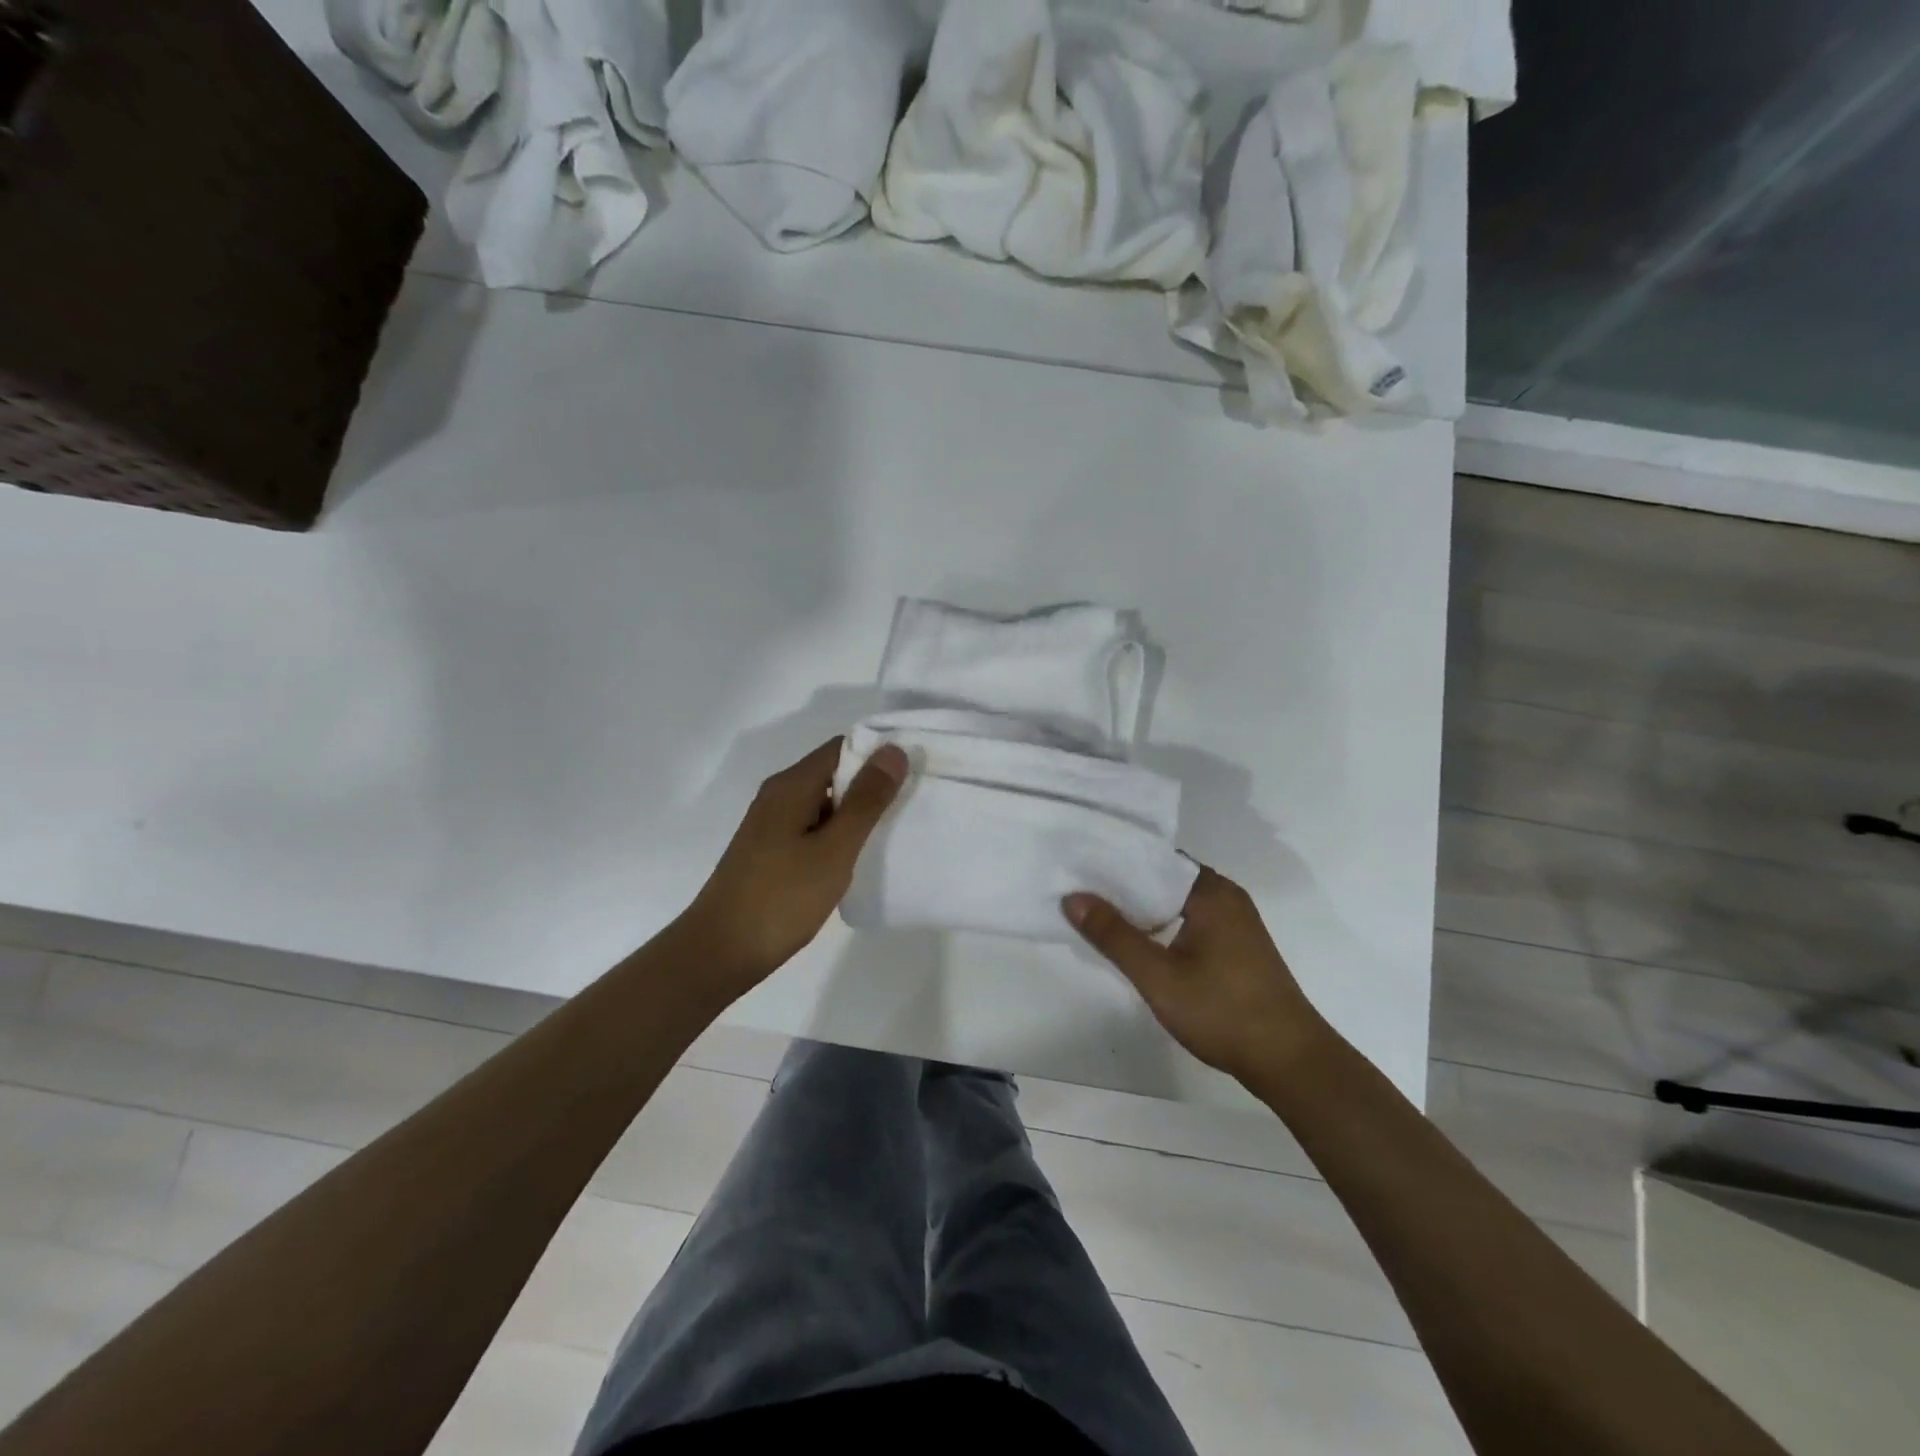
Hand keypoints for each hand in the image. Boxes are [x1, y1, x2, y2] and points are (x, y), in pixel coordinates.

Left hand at [680, 738, 906, 994]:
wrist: (719, 953)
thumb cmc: (781, 898)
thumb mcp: (834, 849)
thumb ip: (866, 800)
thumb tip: (893, 750)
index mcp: (791, 786)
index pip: (842, 748)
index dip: (878, 756)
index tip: (913, 775)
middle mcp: (778, 796)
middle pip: (833, 773)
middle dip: (871, 786)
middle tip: (911, 807)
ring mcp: (771, 825)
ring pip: (824, 804)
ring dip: (855, 814)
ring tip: (892, 834)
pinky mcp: (770, 852)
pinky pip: (812, 828)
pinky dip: (837, 836)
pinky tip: (856, 860)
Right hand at [1065, 867, 1325, 1085]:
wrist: (1290, 1062)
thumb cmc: (1222, 1010)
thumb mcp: (1158, 975)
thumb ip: (1114, 935)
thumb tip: (1072, 898)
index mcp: (1211, 891)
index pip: (1156, 858)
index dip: (1117, 861)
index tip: (1080, 864)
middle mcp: (1226, 897)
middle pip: (1165, 880)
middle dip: (1125, 886)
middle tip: (1080, 888)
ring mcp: (1236, 924)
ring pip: (1177, 904)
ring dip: (1143, 909)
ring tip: (1099, 912)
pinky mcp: (1238, 948)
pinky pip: (1190, 922)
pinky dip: (1163, 926)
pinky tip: (1137, 942)